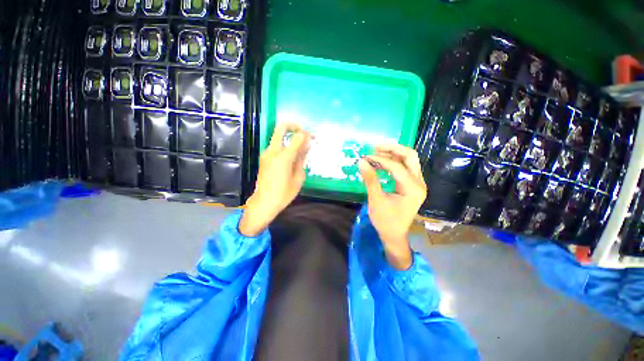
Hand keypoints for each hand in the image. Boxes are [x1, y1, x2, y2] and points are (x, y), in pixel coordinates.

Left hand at [239, 123, 310, 236]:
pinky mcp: (264, 158)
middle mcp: (273, 151)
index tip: (312, 137)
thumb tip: (305, 147)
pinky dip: (284, 145)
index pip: (297, 137)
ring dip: (289, 137)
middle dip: (293, 126)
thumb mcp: (298, 178)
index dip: (306, 134)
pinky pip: (275, 146)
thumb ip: (302, 160)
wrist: (263, 202)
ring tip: (300, 148)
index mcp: (283, 157)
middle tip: (303, 132)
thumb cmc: (283, 193)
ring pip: (277, 136)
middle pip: (281, 128)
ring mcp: (266, 153)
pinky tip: (291, 156)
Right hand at [358, 144, 426, 269]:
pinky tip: (381, 162)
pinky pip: (405, 167)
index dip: (380, 159)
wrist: (394, 235)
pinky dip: (393, 161)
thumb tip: (362, 162)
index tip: (365, 157)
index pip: (396, 166)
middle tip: (375, 147)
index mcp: (413, 188)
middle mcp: (419, 183)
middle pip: (410, 156)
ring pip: (408, 160)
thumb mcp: (376, 200)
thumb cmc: (385, 221)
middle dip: (392, 149)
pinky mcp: (412, 185)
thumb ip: (370, 180)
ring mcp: (417, 183)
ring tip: (376, 152)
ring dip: (393, 153)